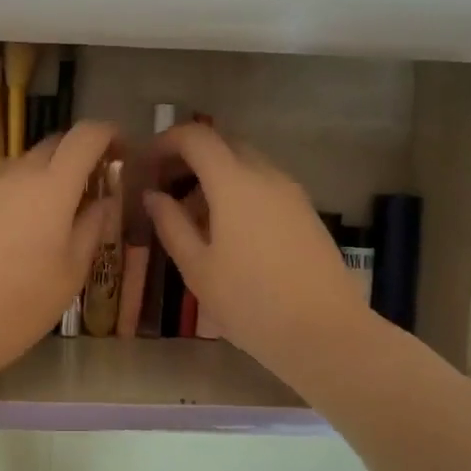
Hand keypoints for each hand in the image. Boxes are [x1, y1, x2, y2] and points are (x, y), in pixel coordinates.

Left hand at [0, 121, 116, 378]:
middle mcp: (18, 176)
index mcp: (52, 187)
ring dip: (51, 175)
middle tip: (96, 185)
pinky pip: (5, 187)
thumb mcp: (72, 270)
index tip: (123, 152)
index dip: (109, 134)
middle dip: (80, 154)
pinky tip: (27, 231)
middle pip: (54, 144)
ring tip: (62, 212)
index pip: (85, 135)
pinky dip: (25, 193)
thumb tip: (103, 200)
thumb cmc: (25, 303)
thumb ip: (92, 226)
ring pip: (27, 165)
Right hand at [144, 123, 373, 382]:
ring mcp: (291, 193)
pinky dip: (238, 192)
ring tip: (192, 218)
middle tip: (164, 189)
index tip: (146, 163)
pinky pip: (264, 186)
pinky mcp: (306, 212)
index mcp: (234, 183)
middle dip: (190, 158)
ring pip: (246, 166)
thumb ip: (171, 225)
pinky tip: (227, 232)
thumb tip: (153, 195)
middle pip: (224, 146)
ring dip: (215, 178)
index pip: (197, 137)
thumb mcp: (197, 268)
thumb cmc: (250, 302)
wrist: (324, 332)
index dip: (166, 141)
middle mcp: (266, 176)